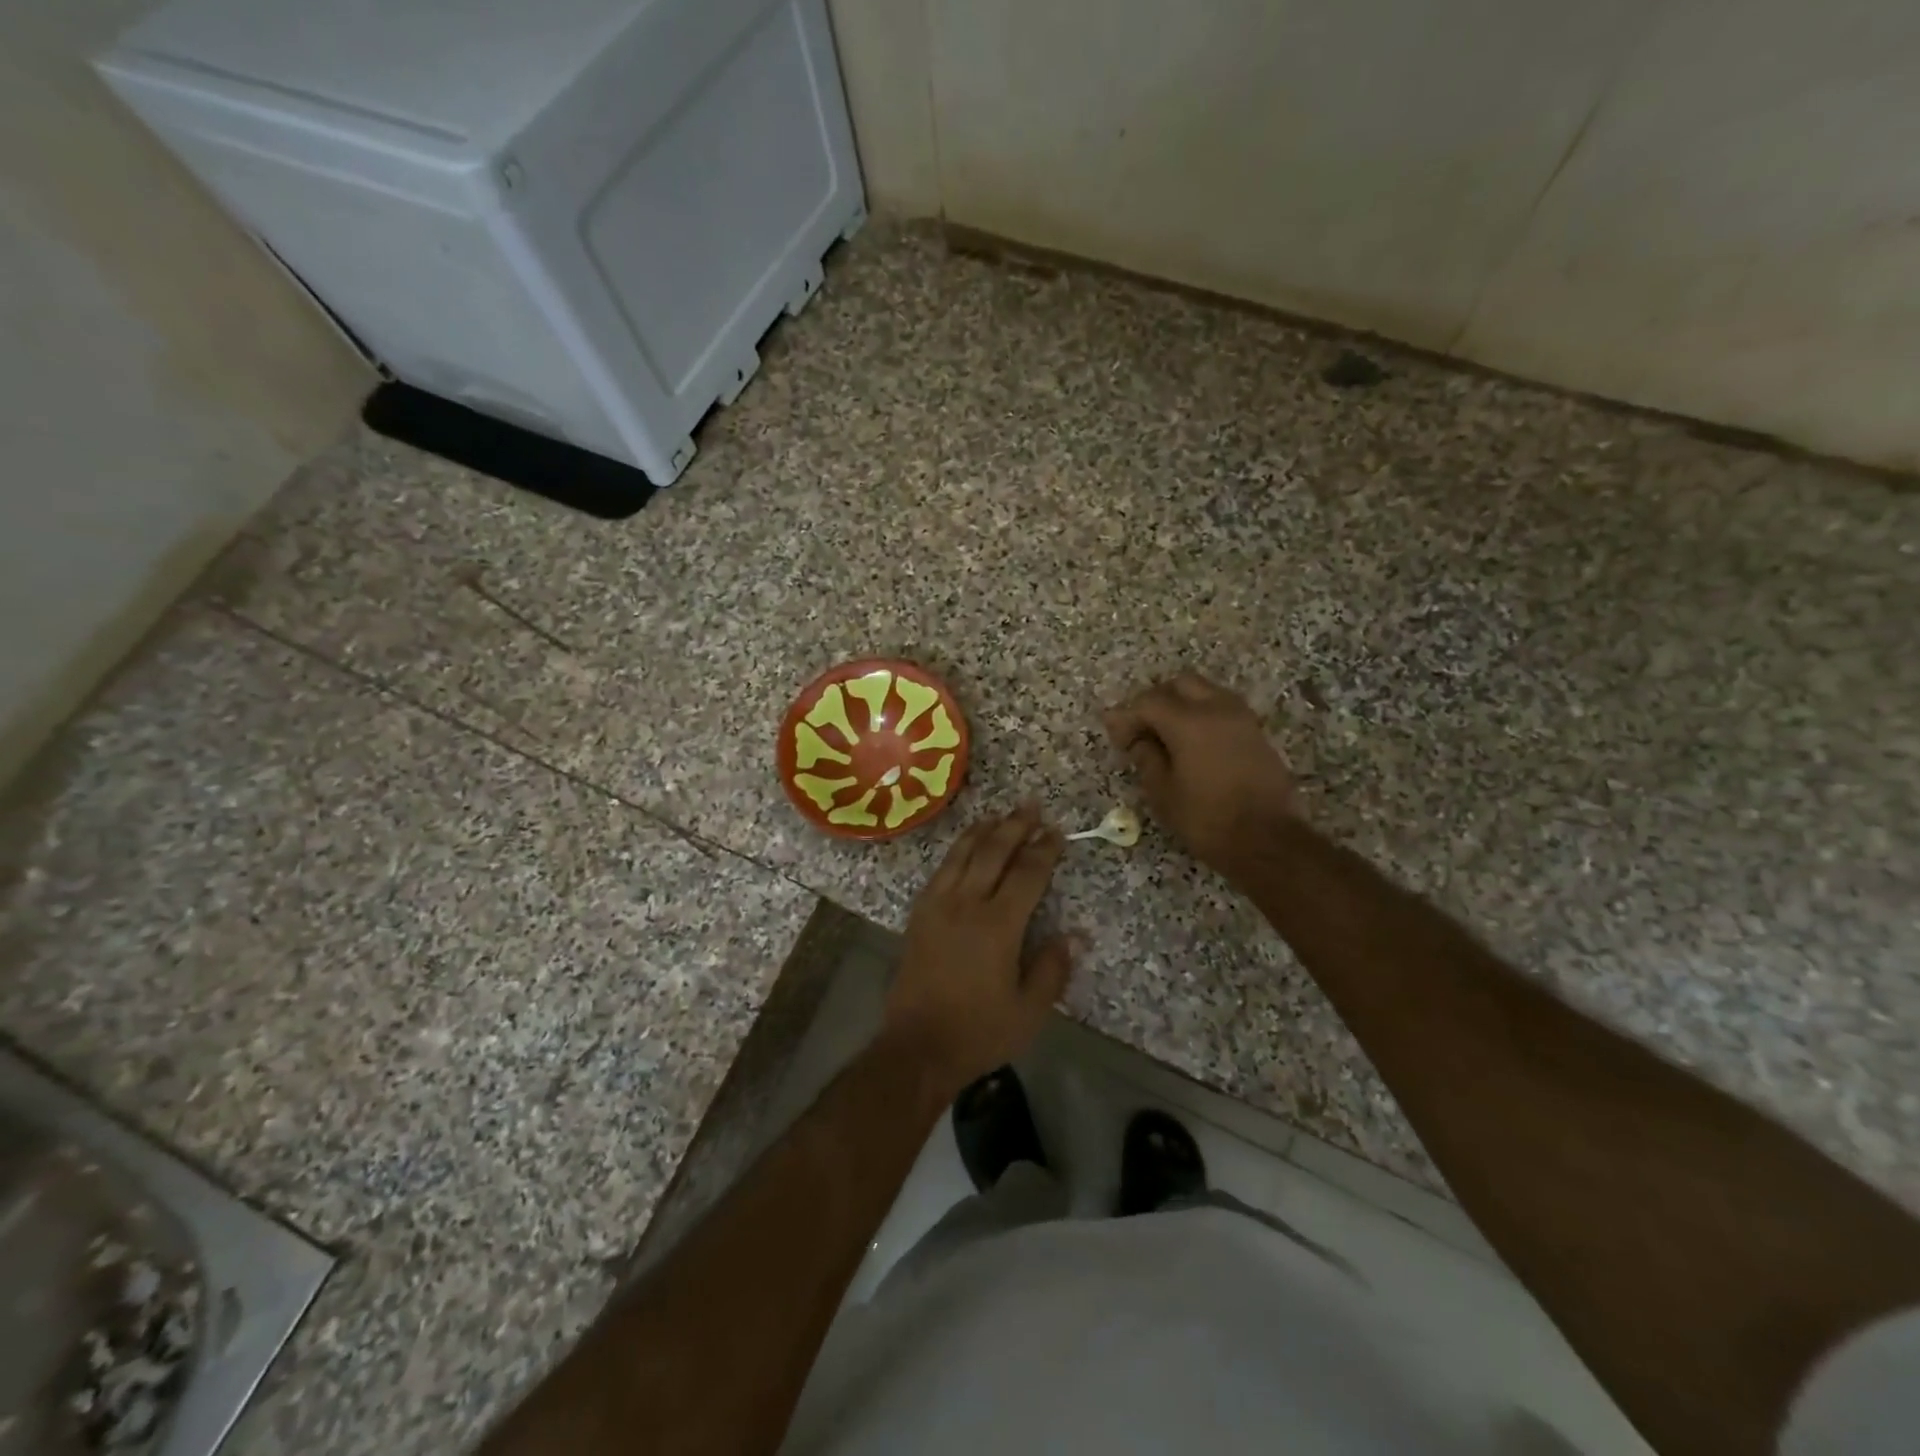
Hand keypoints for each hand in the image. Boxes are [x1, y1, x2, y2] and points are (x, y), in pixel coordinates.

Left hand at [882, 805, 1073, 1100]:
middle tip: (1030, 805)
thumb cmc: (979, 1031)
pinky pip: (940, 870)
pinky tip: (964, 846)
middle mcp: (966, 904)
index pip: (1027, 874)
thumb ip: (1052, 968)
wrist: (917, 1045)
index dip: (1044, 850)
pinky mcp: (919, 914)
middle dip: (1014, 826)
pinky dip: (956, 850)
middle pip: (993, 852)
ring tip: (999, 814)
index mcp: (998, 925)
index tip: (1056, 832)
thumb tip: (1074, 934)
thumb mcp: (1029, 1011)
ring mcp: (938, 905)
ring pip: (962, 854)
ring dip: (983, 830)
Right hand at [1104, 672, 1299, 874]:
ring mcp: (1242, 718)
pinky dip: (1203, 717)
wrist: (1267, 841)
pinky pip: (1223, 710)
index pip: (1148, 702)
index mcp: (1189, 722)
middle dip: (1157, 701)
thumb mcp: (1163, 793)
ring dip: (1183, 705)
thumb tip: (1138, 740)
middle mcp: (1217, 709)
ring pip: (1206, 692)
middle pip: (1180, 684)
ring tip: (1168, 736)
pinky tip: (1194, 745)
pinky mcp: (1257, 733)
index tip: (1118, 739)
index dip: (1128, 717)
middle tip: (1142, 729)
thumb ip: (1146, 758)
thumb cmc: (1206, 819)